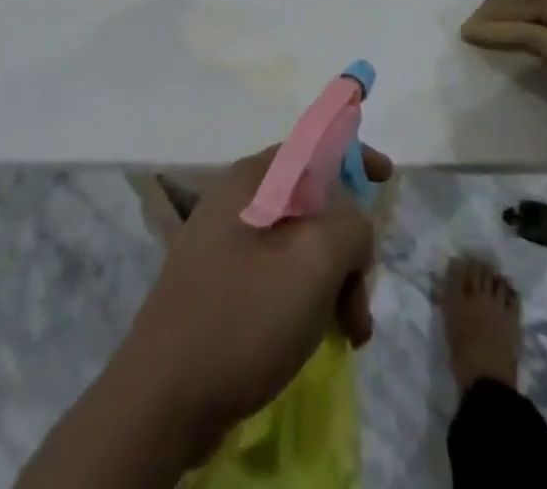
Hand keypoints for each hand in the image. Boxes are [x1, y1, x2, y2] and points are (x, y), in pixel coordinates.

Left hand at [114, 143, 391, 450]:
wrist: (160, 401)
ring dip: (332, 280)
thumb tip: (352, 227)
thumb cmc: (243, 317)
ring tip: (351, 331)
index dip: (354, 155)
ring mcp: (223, 244)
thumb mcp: (314, 262)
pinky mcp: (219, 286)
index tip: (386, 177)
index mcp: (254, 178)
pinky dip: (306, 299)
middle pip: (312, 202)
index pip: (313, 145)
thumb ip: (350, 226)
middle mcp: (237, 199)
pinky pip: (277, 274)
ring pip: (298, 244)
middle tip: (363, 295)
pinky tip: (320, 337)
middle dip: (348, 245)